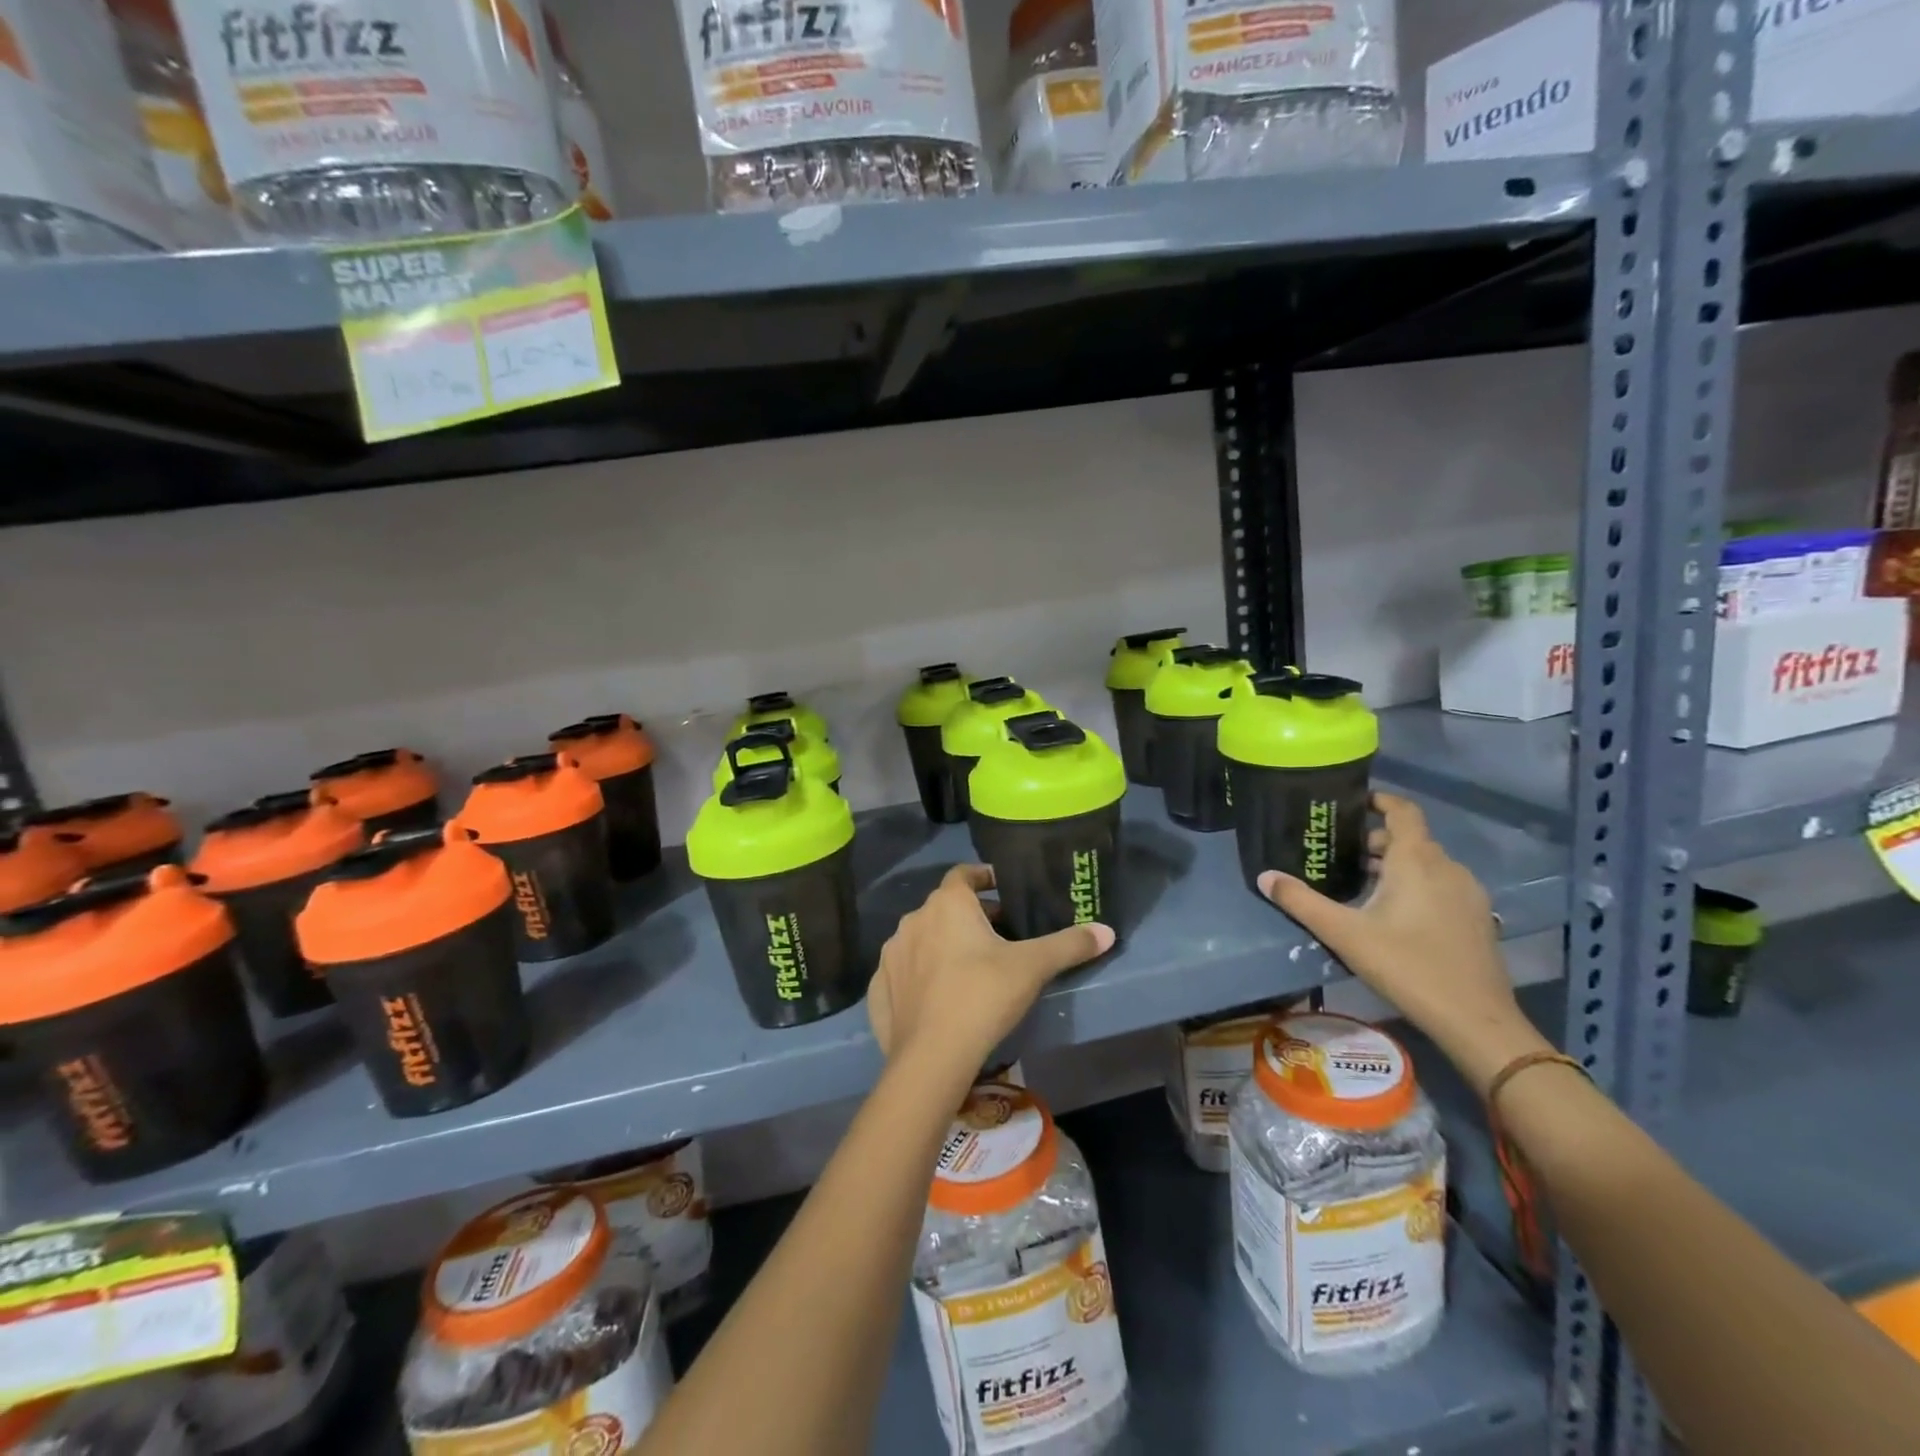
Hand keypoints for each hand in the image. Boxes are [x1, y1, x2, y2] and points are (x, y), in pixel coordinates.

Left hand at [869, 864, 1113, 1078]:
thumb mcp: (1033, 967)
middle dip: (969, 916)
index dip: (984, 877)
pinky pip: (903, 972)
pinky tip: (937, 997)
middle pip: (944, 908)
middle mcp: (913, 920)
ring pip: (922, 939)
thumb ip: (1069, 944)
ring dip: (942, 945)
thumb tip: (1106, 931)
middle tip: (998, 935)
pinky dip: (919, 976)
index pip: (964, 874)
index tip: (1002, 888)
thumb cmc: (983, 995)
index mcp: (947, 904)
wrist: (932, 1056)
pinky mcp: (878, 988)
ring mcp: (891, 955)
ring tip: (969, 967)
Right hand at [1257, 792, 1548, 1093]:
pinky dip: (1419, 885)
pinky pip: (1443, 885)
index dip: (1380, 800)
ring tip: (1365, 885)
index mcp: (1417, 860)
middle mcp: (1447, 866)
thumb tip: (1264, 877)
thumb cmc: (1406, 965)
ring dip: (1398, 865)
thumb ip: (1301, 902)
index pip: (1403, 811)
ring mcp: (1469, 893)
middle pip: (1411, 839)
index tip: (1354, 802)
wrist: (1475, 1019)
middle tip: (1343, 855)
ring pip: (1428, 864)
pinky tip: (1397, 915)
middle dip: (1378, 841)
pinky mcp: (1478, 918)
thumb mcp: (1343, 933)